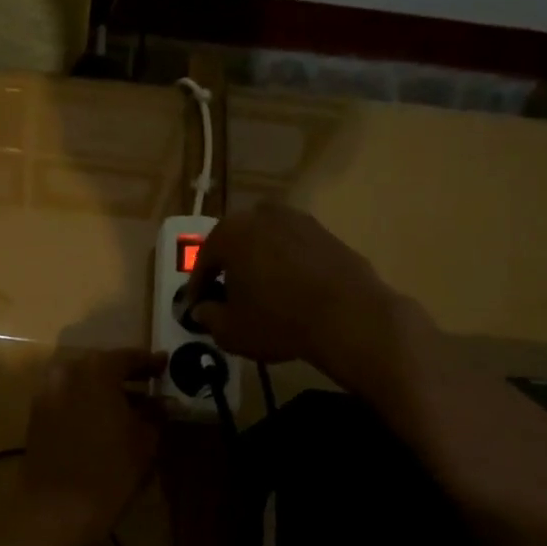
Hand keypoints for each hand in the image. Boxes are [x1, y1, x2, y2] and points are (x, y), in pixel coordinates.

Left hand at [18, 348, 163, 541]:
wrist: (56, 508)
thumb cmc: (109, 471)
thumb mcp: (144, 441)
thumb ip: (155, 414)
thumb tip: (167, 402)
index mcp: (96, 370)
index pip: (128, 357)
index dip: (150, 363)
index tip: (166, 366)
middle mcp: (66, 372)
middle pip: (101, 367)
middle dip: (125, 376)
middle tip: (150, 385)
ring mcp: (46, 393)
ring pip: (82, 383)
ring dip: (104, 391)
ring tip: (129, 408)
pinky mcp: (36, 415)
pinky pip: (67, 399)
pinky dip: (86, 403)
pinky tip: (104, 421)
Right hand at [186, 203, 402, 367]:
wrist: (349, 317)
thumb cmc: (278, 320)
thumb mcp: (231, 330)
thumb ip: (209, 317)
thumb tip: (203, 309)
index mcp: (230, 233)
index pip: (204, 262)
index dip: (199, 287)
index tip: (197, 306)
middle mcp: (262, 215)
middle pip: (236, 244)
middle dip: (229, 268)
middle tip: (228, 296)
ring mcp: (298, 220)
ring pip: (266, 243)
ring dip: (259, 263)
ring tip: (262, 293)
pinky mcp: (327, 233)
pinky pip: (295, 249)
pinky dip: (288, 266)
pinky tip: (291, 291)